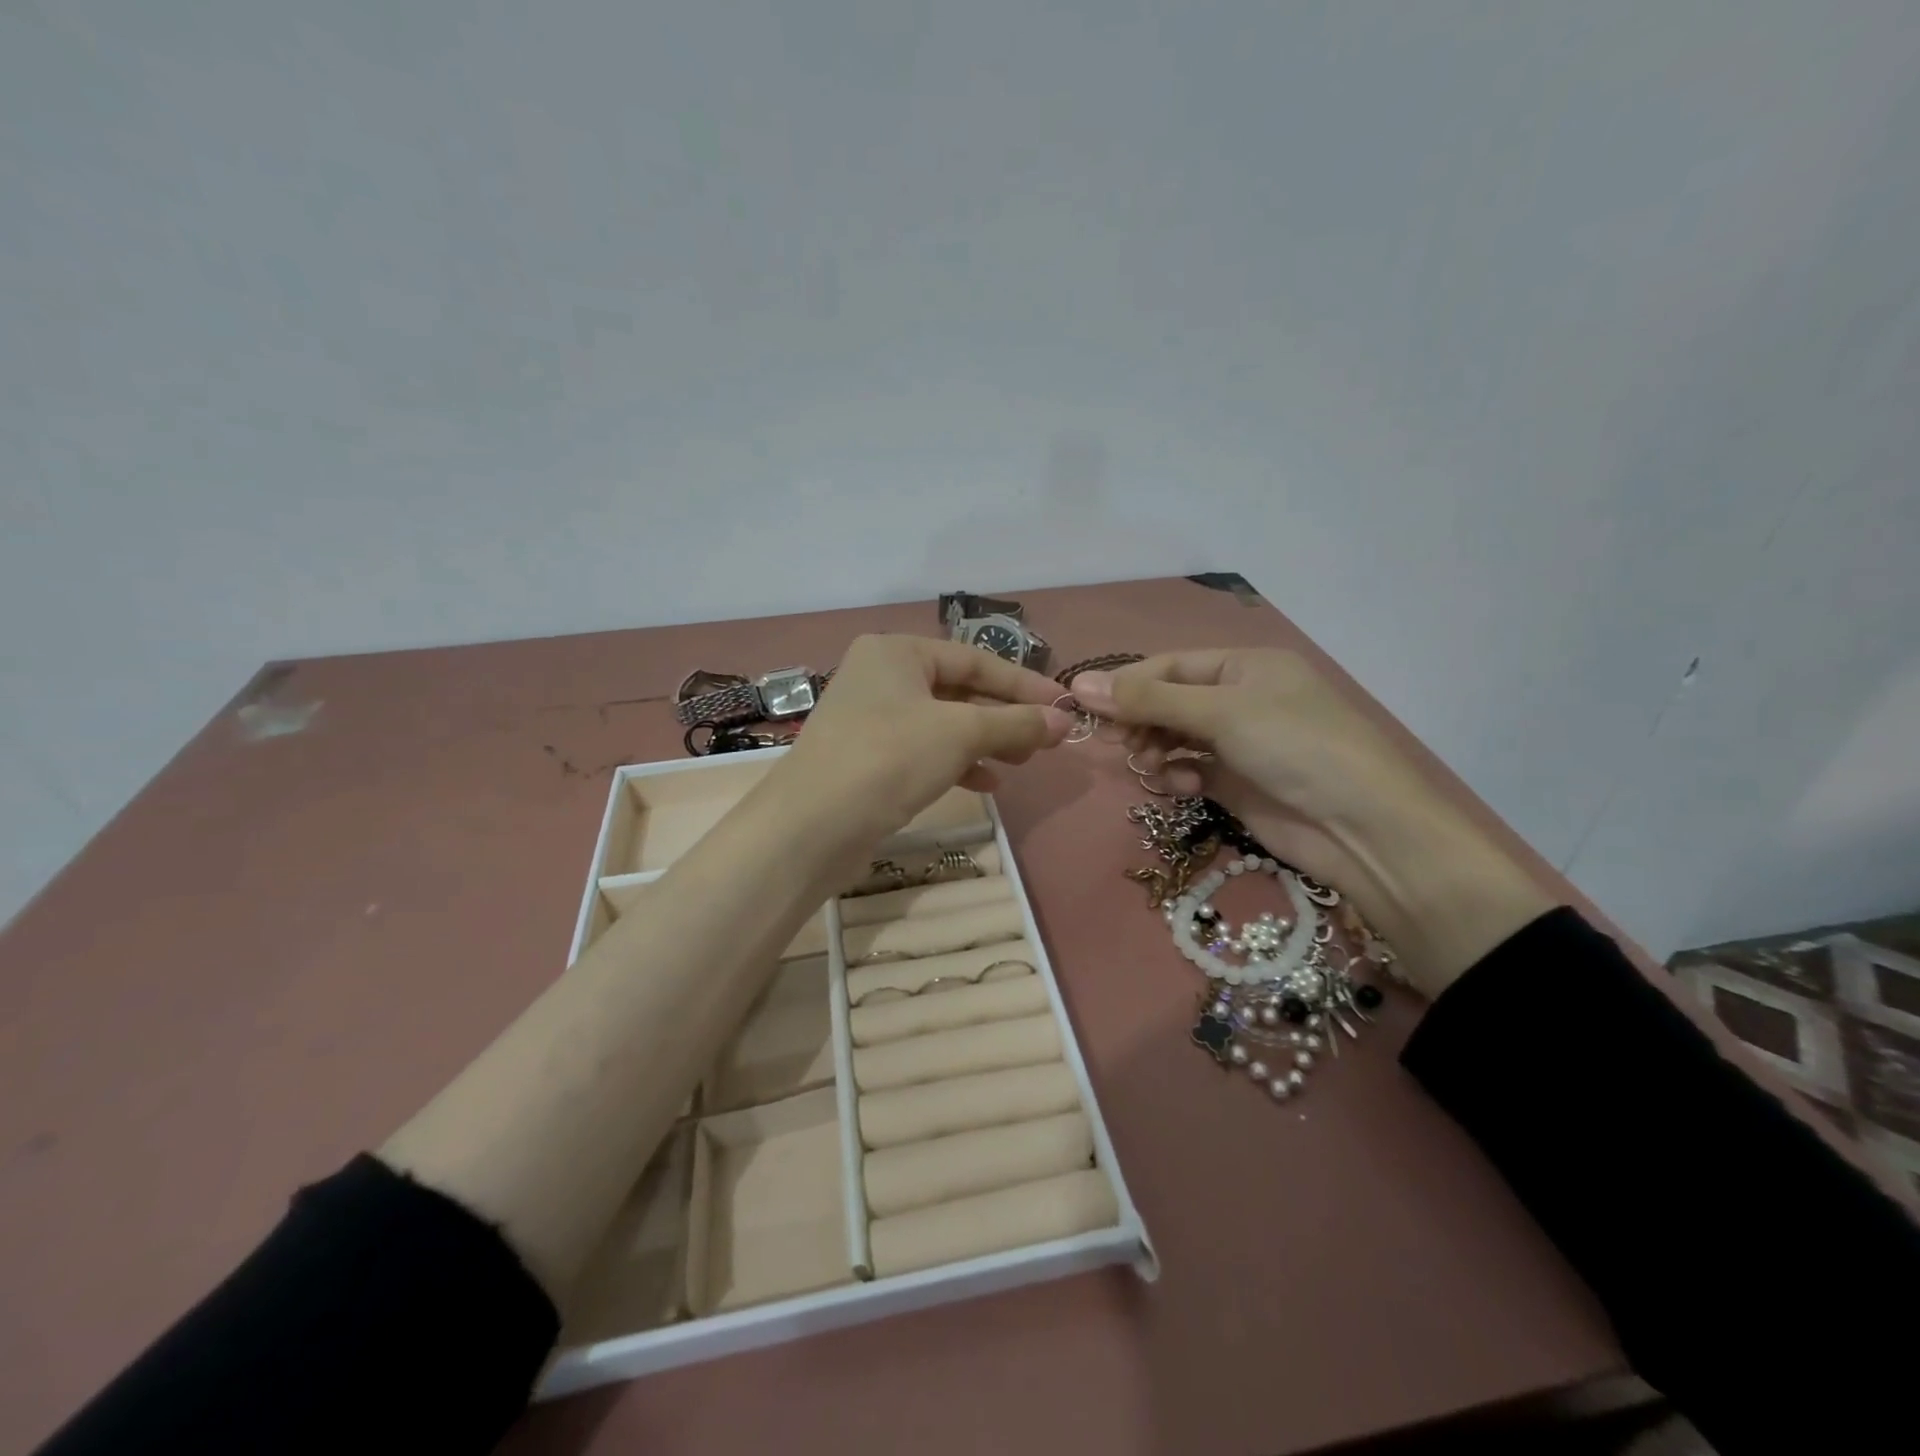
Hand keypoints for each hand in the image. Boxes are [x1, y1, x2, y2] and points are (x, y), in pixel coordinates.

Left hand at [763, 634, 1072, 856]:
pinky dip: (956, 762)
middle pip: (958, 690)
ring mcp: (870, 718)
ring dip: (985, 741)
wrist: (811, 826)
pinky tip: (986, 784)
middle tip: (1044, 740)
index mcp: (897, 652)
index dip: (1023, 684)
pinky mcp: (867, 757)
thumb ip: (1015, 723)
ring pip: (943, 722)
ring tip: (1021, 763)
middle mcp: (880, 676)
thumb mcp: (960, 733)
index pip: (974, 660)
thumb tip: (1064, 719)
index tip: (1064, 705)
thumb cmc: (889, 759)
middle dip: (1004, 716)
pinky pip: (923, 749)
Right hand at [1071, 650, 1552, 994]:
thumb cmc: (1295, 746)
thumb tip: (1077, 685)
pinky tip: (1186, 788)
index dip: (1125, 685)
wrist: (1361, 827)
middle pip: (1167, 703)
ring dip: (1158, 752)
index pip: (1167, 667)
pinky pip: (1188, 770)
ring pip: (1173, 739)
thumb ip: (1148, 701)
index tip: (1083, 706)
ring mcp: (1237, 744)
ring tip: (1156, 769)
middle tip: (1121, 745)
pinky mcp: (1235, 783)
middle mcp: (1239, 699)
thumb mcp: (1220, 713)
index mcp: (1243, 666)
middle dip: (1141, 723)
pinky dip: (1179, 777)